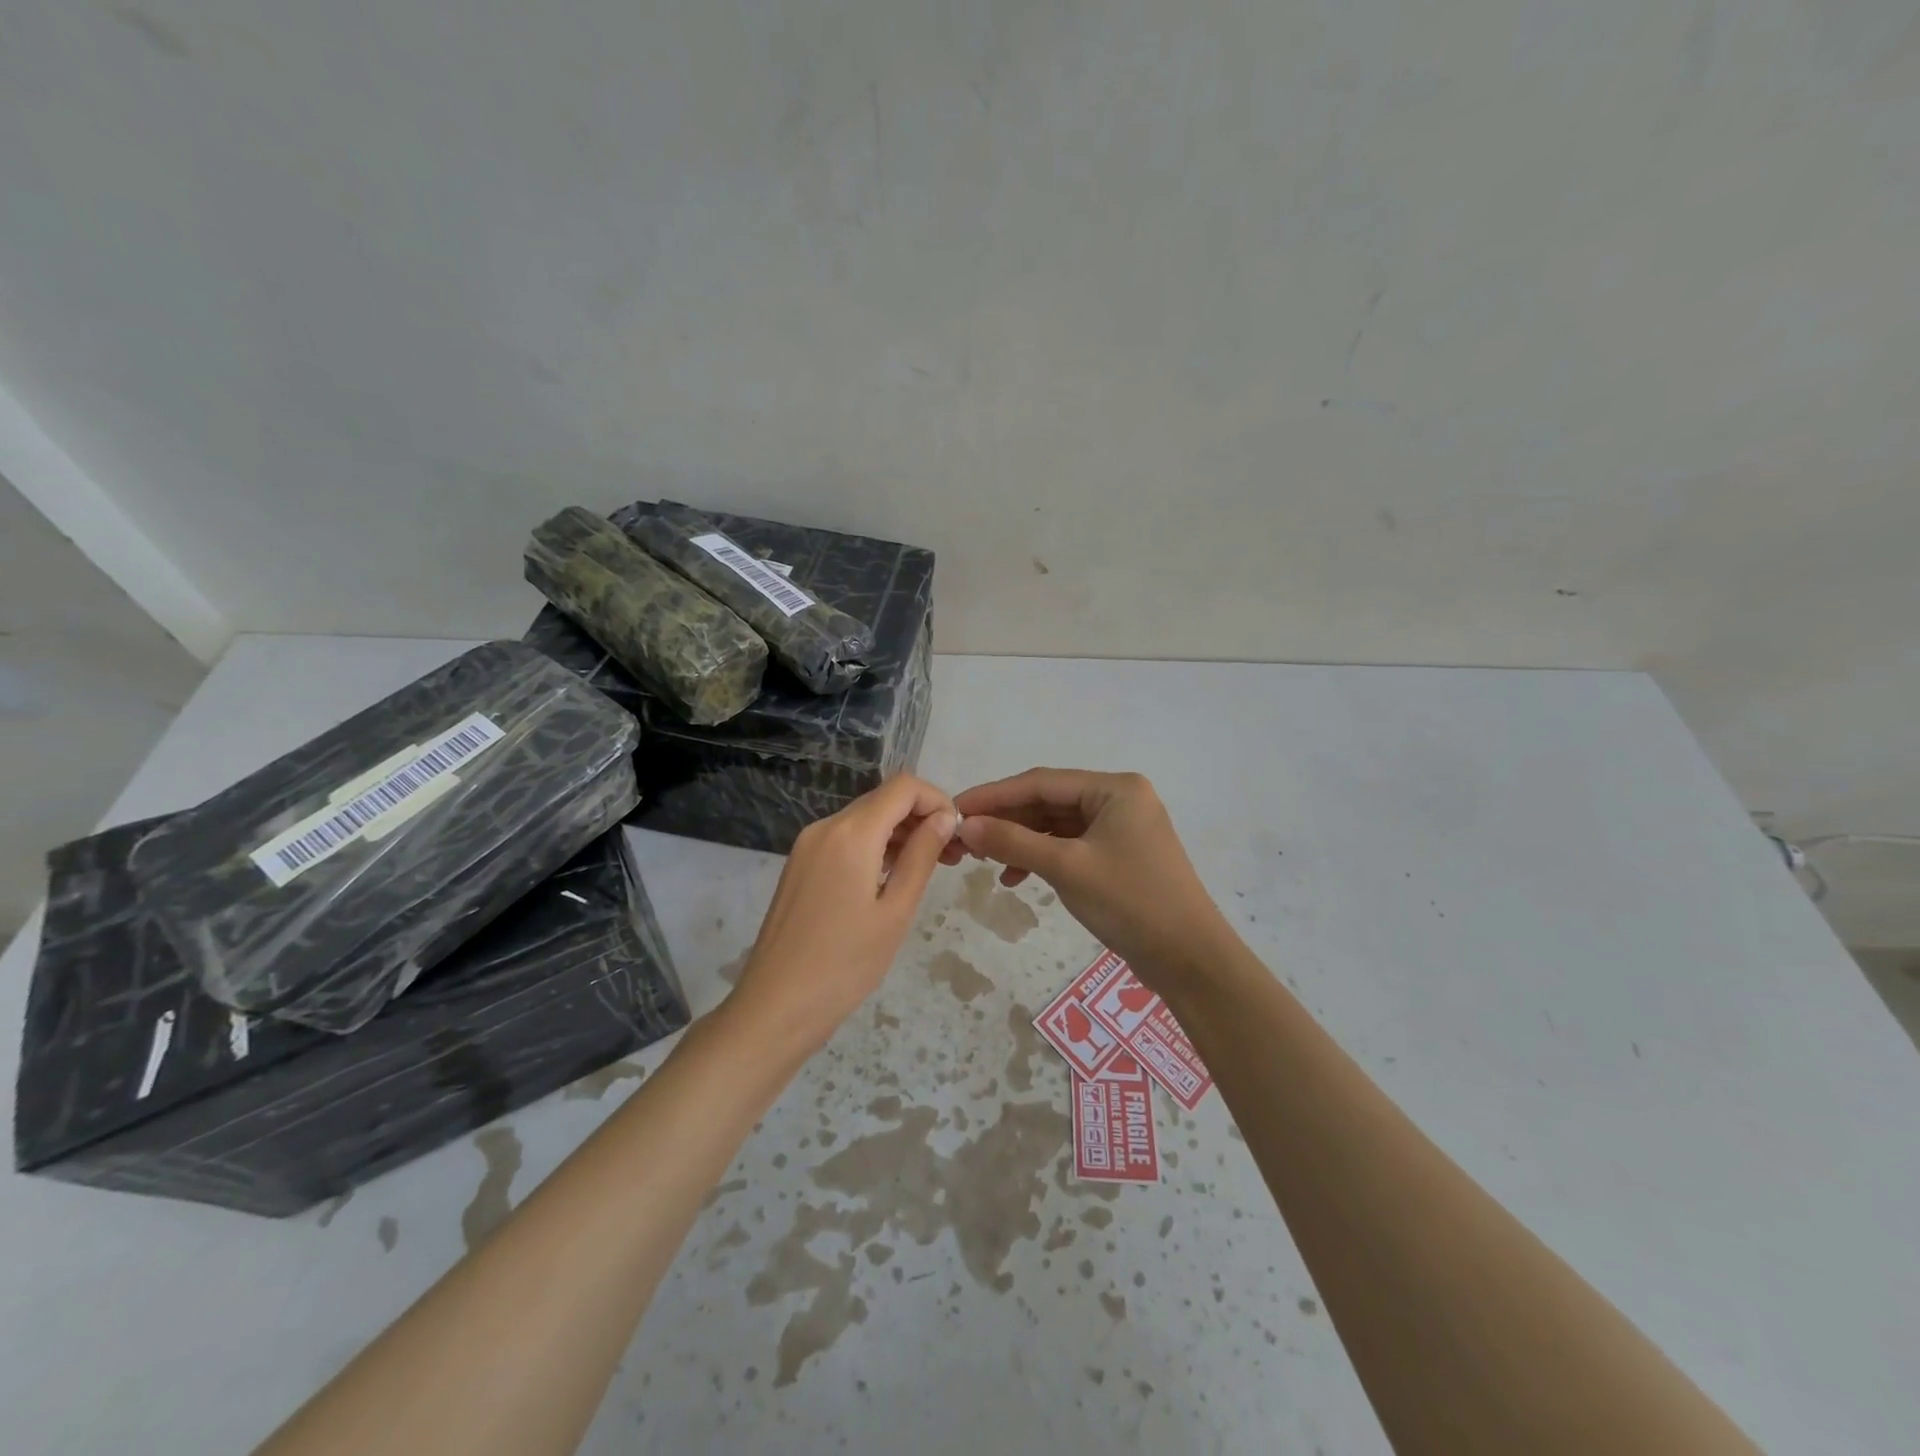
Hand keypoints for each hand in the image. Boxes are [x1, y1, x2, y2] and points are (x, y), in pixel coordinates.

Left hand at [728, 775, 956, 1054]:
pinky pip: (844, 839)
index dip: (937, 800)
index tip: (957, 834)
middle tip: (951, 857)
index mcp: (851, 833)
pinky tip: (891, 879)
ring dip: (899, 833)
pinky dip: (874, 847)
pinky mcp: (800, 864)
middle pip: (883, 800)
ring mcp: (807, 845)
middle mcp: (825, 827)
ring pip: (864, 819)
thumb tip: (945, 817)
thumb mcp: (895, 910)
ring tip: (929, 868)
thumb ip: (922, 856)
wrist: (775, 1006)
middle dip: (921, 818)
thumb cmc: (845, 964)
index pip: (903, 787)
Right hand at [944, 768, 1234, 992]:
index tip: (955, 808)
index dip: (994, 795)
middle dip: (1005, 820)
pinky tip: (1015, 879)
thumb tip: (965, 825)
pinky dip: (1041, 858)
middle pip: (1048, 802)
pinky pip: (1069, 846)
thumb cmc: (1130, 903)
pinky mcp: (1118, 856)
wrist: (1190, 960)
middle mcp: (1119, 799)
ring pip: (1056, 825)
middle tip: (963, 839)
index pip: (1041, 782)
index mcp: (1115, 788)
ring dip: (1020, 841)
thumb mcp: (1067, 868)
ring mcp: (1120, 828)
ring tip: (984, 861)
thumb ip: (1013, 842)